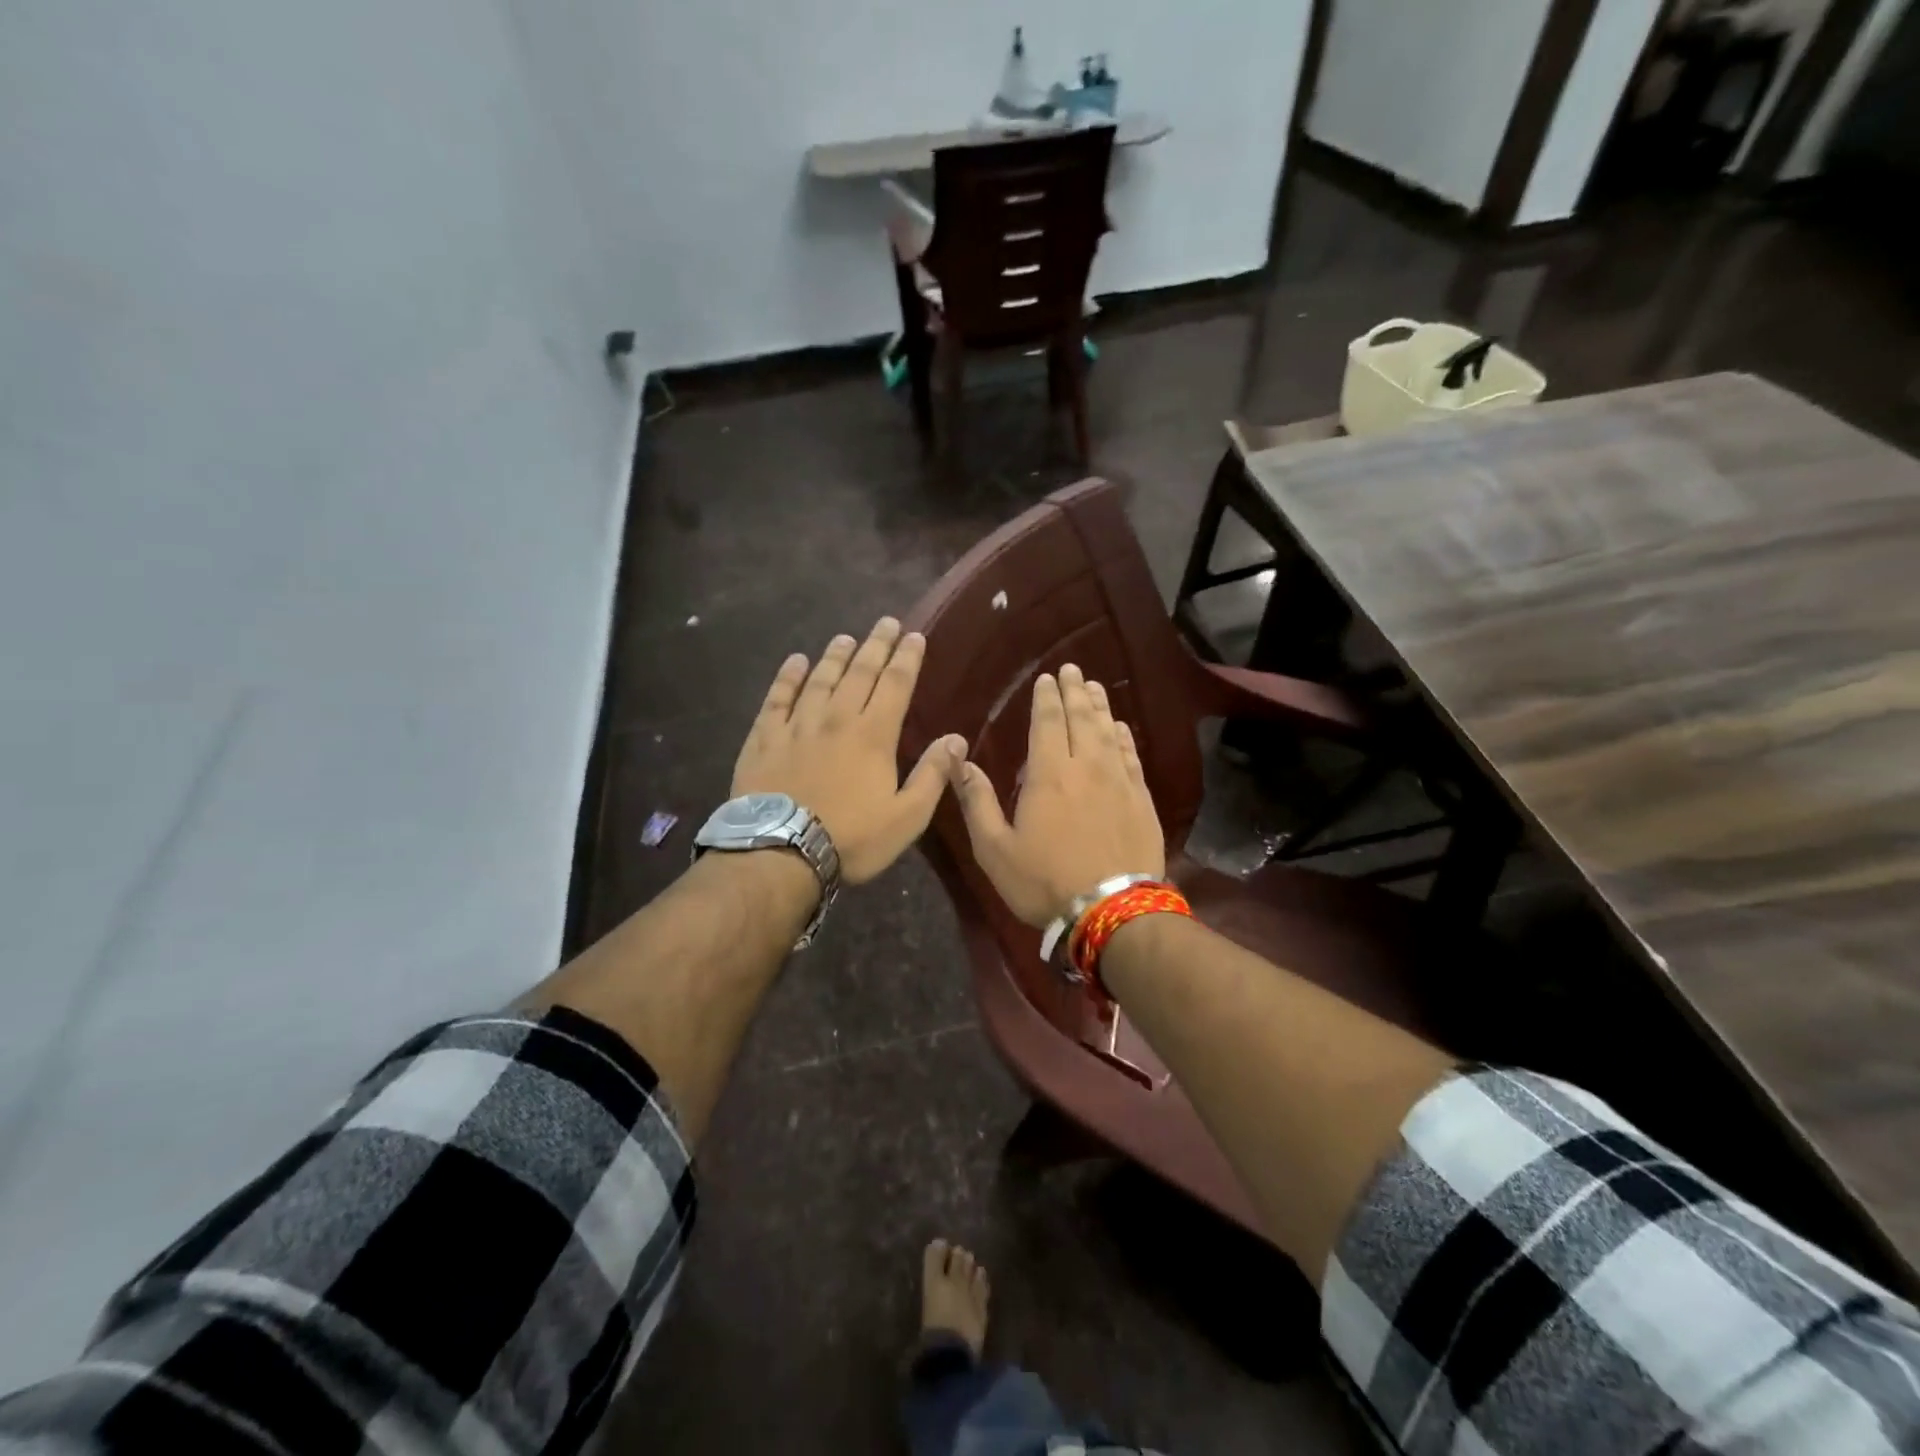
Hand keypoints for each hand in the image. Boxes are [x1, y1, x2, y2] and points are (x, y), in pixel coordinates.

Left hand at [732, 618, 965, 885]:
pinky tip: (795, 662)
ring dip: (835, 656)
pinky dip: (787, 677)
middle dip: (876, 645)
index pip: (896, 685)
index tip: (914, 636)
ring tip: (845, 637)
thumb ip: (933, 775)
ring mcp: (797, 725)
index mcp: (873, 735)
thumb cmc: (851, 838)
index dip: (907, 658)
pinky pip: (777, 698)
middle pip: (859, 672)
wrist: (779, 852)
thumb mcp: (906, 817)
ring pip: (820, 679)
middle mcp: (836, 718)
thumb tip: (956, 739)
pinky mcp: (764, 738)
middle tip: (885, 622)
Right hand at [949, 663, 1165, 926]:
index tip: (1047, 678)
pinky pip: (1131, 757)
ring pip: (1108, 731)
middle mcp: (1086, 766)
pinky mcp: (1141, 800)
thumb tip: (958, 760)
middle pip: (1081, 718)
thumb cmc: (1045, 881)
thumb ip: (977, 801)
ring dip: (1100, 706)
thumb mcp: (995, 848)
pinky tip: (1120, 728)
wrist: (1112, 911)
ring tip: (1094, 687)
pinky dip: (1124, 737)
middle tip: (1072, 670)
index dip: (1047, 697)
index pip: (1048, 722)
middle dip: (1074, 691)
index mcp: (1049, 774)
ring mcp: (1119, 781)